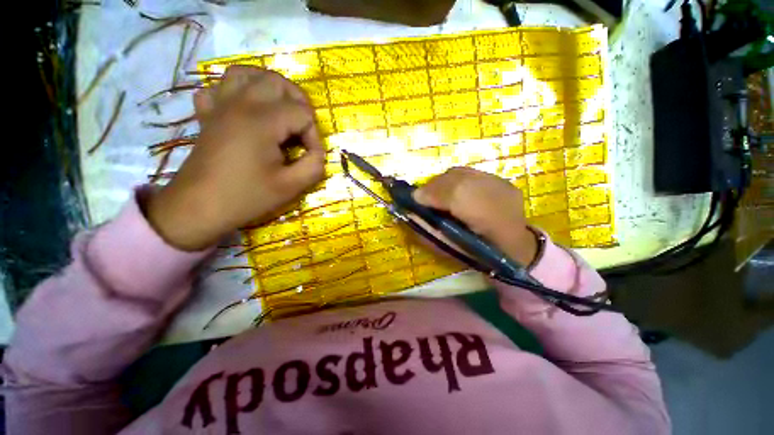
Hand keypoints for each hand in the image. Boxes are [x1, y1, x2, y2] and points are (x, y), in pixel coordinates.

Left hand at [146, 66, 325, 250]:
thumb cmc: (246, 197)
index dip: (314, 135)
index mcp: (262, 121)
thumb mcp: (291, 187)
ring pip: (246, 73)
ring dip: (269, 86)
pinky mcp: (207, 114)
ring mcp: (220, 105)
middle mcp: (240, 103)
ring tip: (280, 108)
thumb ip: (314, 165)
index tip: (310, 156)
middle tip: (303, 128)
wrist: (198, 207)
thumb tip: (318, 152)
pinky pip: (219, 86)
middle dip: (299, 102)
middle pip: (277, 81)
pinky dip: (236, 90)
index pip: (302, 114)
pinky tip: (245, 108)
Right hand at [412, 167, 537, 265]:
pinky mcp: (501, 180)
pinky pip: (470, 173)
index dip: (430, 194)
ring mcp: (501, 184)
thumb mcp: (451, 249)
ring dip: (442, 182)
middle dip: (433, 186)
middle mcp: (498, 196)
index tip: (414, 199)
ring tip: (436, 194)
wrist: (515, 248)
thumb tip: (409, 213)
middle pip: (456, 179)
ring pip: (462, 173)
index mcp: (489, 220)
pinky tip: (452, 191)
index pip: (455, 195)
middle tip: (422, 197)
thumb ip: (429, 230)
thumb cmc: (479, 254)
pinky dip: (454, 180)